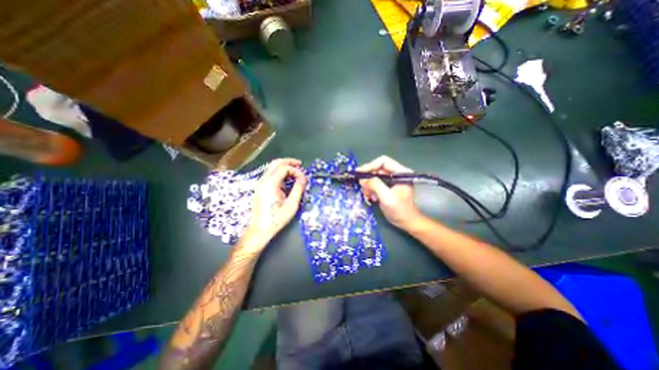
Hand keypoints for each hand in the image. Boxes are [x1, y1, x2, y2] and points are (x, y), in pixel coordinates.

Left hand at [242, 158, 307, 249]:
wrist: (260, 229)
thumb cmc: (277, 219)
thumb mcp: (292, 205)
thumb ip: (298, 189)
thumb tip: (304, 178)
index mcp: (270, 184)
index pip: (284, 168)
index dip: (296, 171)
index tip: (304, 179)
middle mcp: (263, 180)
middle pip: (276, 163)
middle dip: (289, 162)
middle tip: (300, 165)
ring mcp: (260, 183)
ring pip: (272, 167)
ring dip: (285, 166)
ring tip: (296, 172)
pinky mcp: (260, 187)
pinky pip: (271, 174)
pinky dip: (280, 172)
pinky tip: (288, 179)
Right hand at [358, 154, 424, 228]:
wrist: (407, 222)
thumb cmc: (400, 210)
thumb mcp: (387, 198)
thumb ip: (375, 186)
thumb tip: (362, 179)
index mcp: (401, 172)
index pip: (383, 162)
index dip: (370, 166)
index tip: (359, 173)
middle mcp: (396, 174)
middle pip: (377, 169)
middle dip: (368, 178)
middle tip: (362, 187)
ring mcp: (392, 180)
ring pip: (374, 177)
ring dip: (369, 186)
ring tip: (369, 195)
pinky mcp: (387, 187)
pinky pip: (375, 184)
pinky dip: (371, 190)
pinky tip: (372, 198)